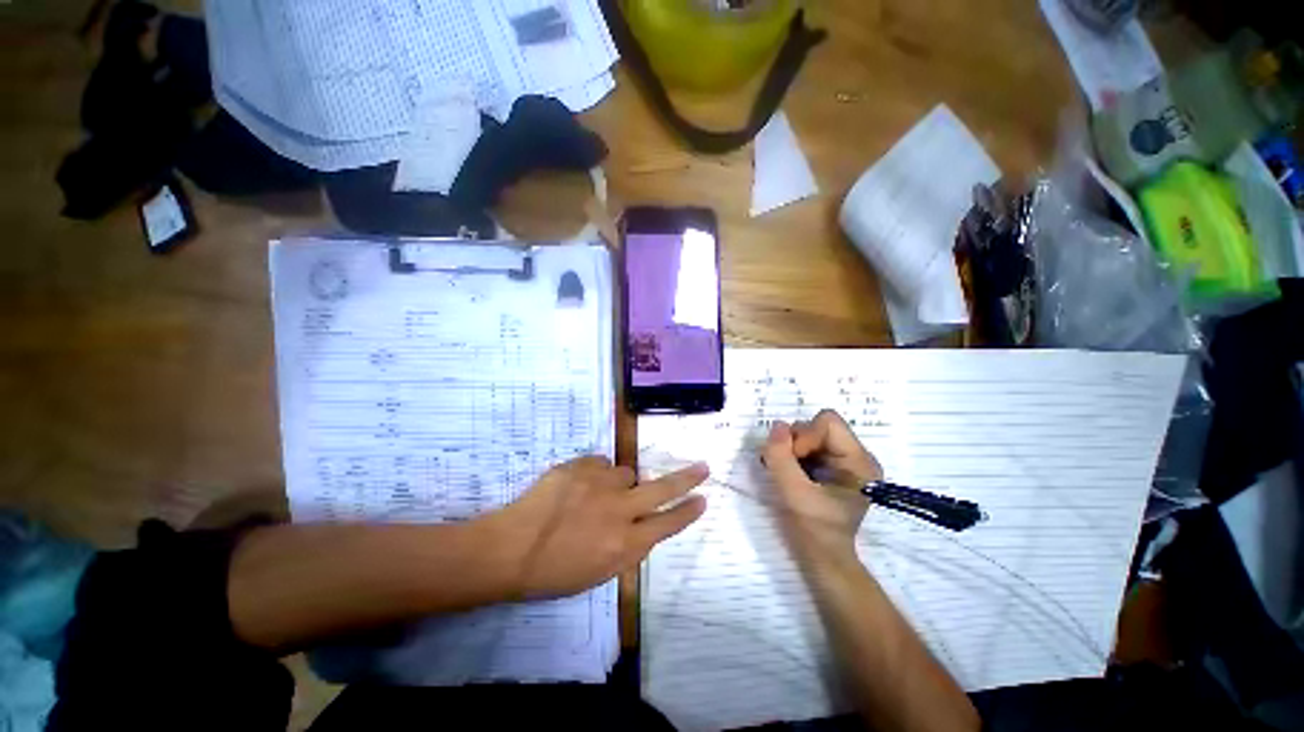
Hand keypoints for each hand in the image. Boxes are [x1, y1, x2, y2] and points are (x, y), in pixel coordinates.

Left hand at [492, 456, 707, 599]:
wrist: (509, 549)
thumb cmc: (553, 573)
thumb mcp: (599, 573)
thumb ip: (628, 548)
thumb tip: (643, 527)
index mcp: (625, 544)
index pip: (667, 524)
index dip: (688, 511)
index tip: (703, 499)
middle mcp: (620, 510)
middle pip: (663, 489)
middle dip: (686, 478)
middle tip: (703, 467)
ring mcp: (601, 484)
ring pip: (626, 473)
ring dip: (619, 483)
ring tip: (594, 496)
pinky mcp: (582, 466)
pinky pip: (600, 464)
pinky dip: (594, 475)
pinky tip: (577, 488)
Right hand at [761, 410, 881, 563]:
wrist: (823, 561)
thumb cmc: (813, 531)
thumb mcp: (793, 494)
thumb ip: (781, 457)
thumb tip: (776, 425)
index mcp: (859, 462)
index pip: (827, 423)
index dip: (804, 436)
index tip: (793, 461)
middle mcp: (856, 456)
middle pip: (817, 426)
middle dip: (794, 443)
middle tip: (784, 468)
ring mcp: (844, 462)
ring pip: (808, 435)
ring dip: (790, 450)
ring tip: (784, 473)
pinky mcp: (831, 467)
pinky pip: (807, 446)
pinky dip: (791, 456)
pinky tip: (788, 474)